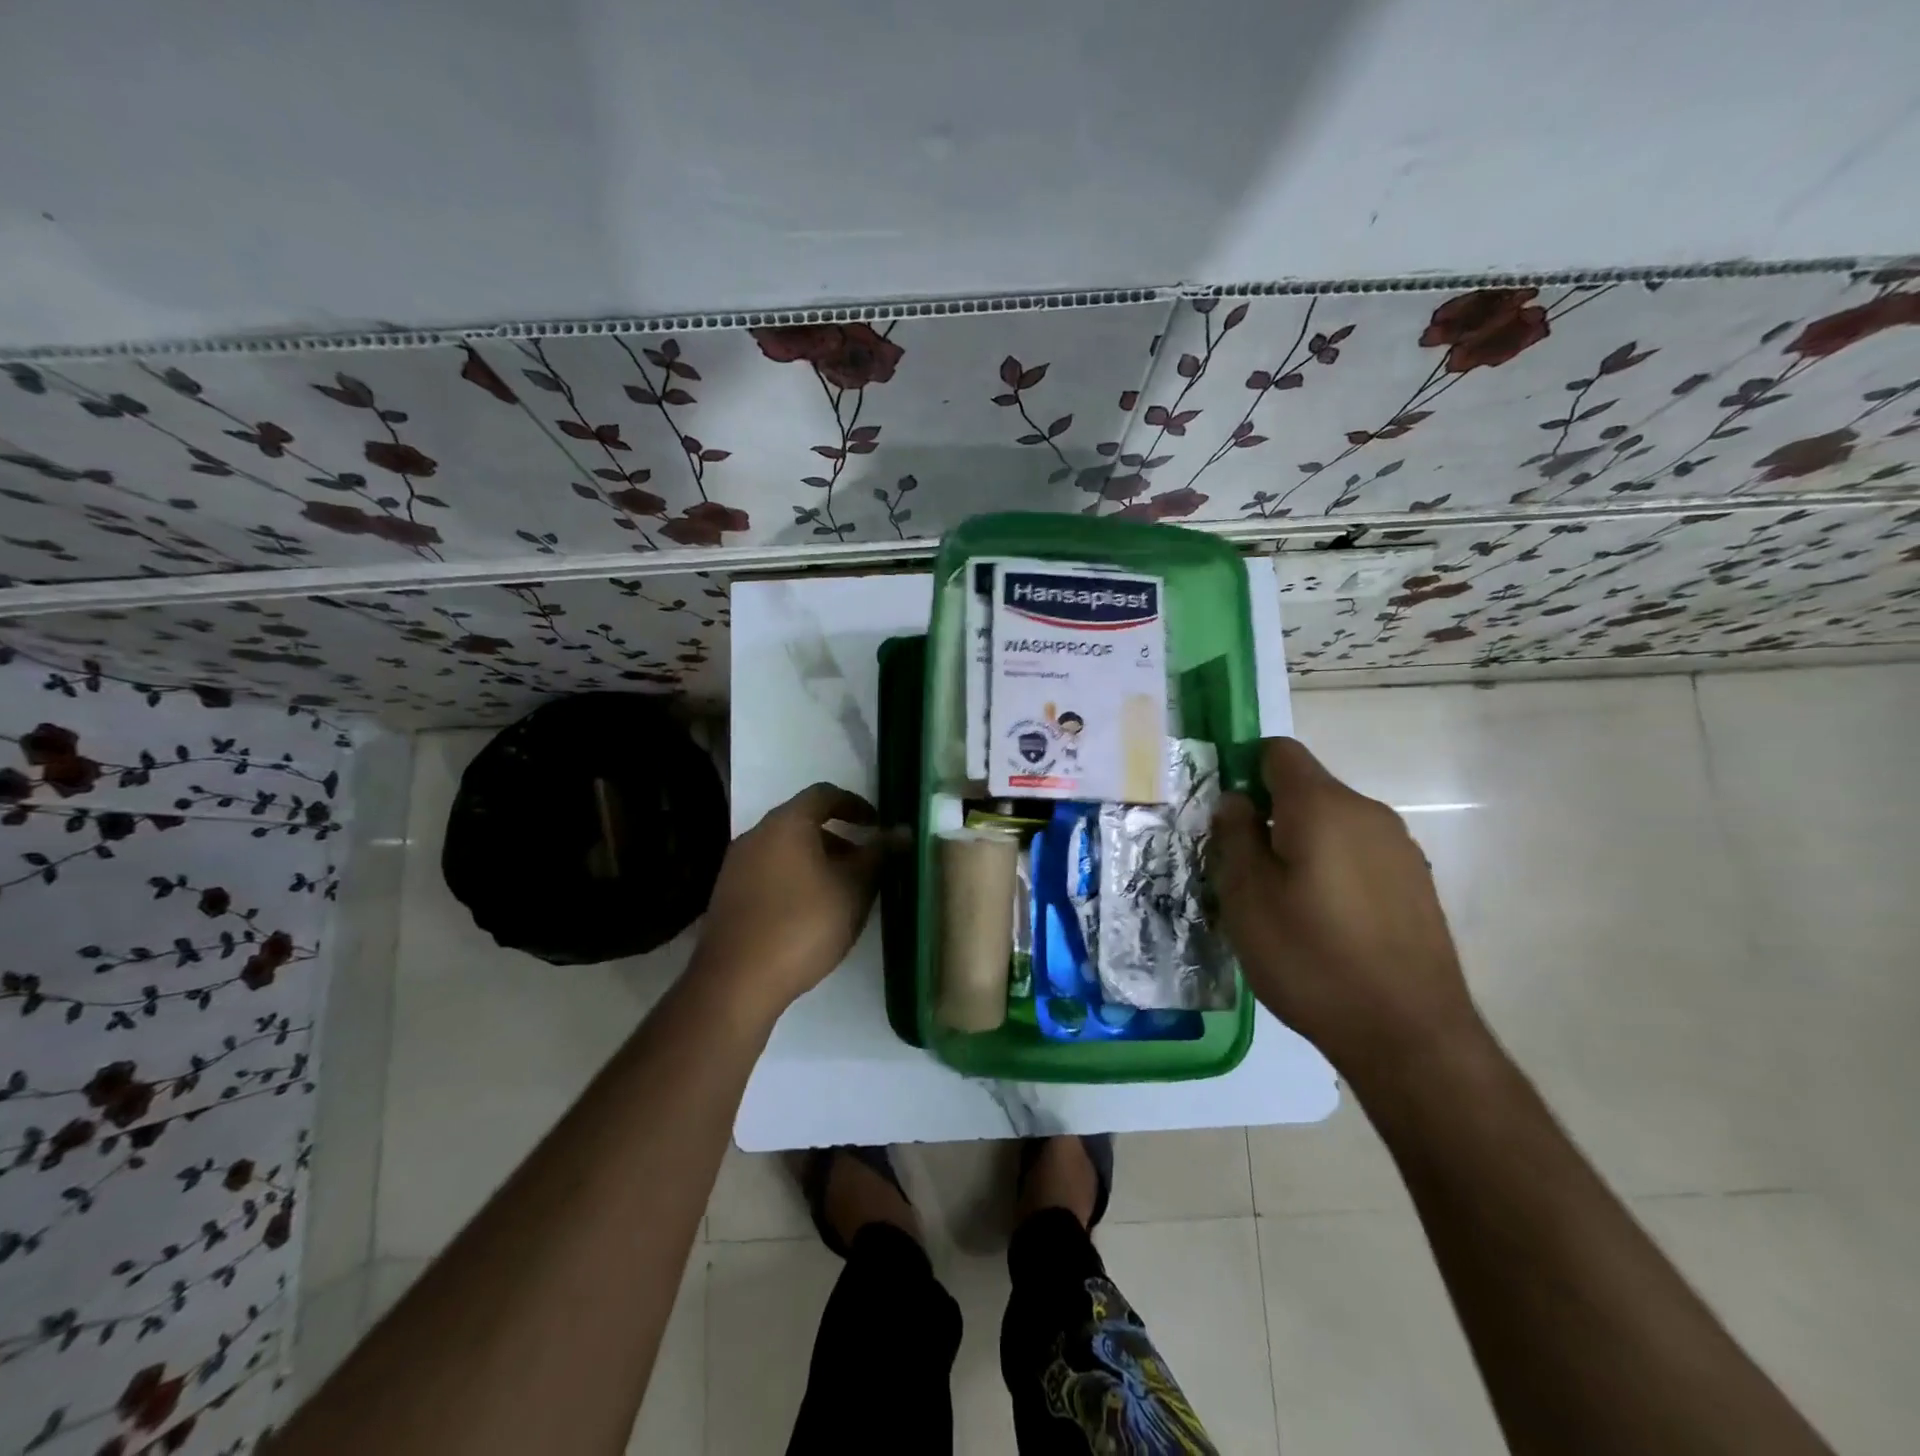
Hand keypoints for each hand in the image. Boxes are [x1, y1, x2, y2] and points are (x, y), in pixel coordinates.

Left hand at [691, 782, 881, 1024]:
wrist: (736, 981)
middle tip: (865, 865)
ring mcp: (736, 866)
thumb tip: (903, 831)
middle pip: (803, 822)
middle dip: (838, 839)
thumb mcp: (854, 889)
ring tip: (842, 893)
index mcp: (787, 823)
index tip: (877, 826)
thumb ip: (879, 855)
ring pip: (785, 850)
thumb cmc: (804, 924)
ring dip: (817, 861)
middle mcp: (756, 835)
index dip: (855, 805)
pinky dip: (794, 879)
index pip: (824, 794)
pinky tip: (809, 914)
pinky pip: (769, 873)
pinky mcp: (727, 896)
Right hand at [1209, 738, 1481, 1077]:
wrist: (1410, 1035)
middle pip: (1307, 789)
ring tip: (1284, 904)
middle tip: (1245, 871)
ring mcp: (1400, 848)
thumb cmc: (1311, 958)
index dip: (1245, 770)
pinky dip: (1334, 869)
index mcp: (1322, 806)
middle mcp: (1368, 812)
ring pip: (1333, 824)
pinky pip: (1360, 854)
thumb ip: (1235, 836)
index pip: (1279, 752)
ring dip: (1302, 845)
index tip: (1227, 816)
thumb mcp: (1247, 897)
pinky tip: (1326, 924)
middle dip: (1271, 815)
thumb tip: (1236, 801)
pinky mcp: (1417, 883)